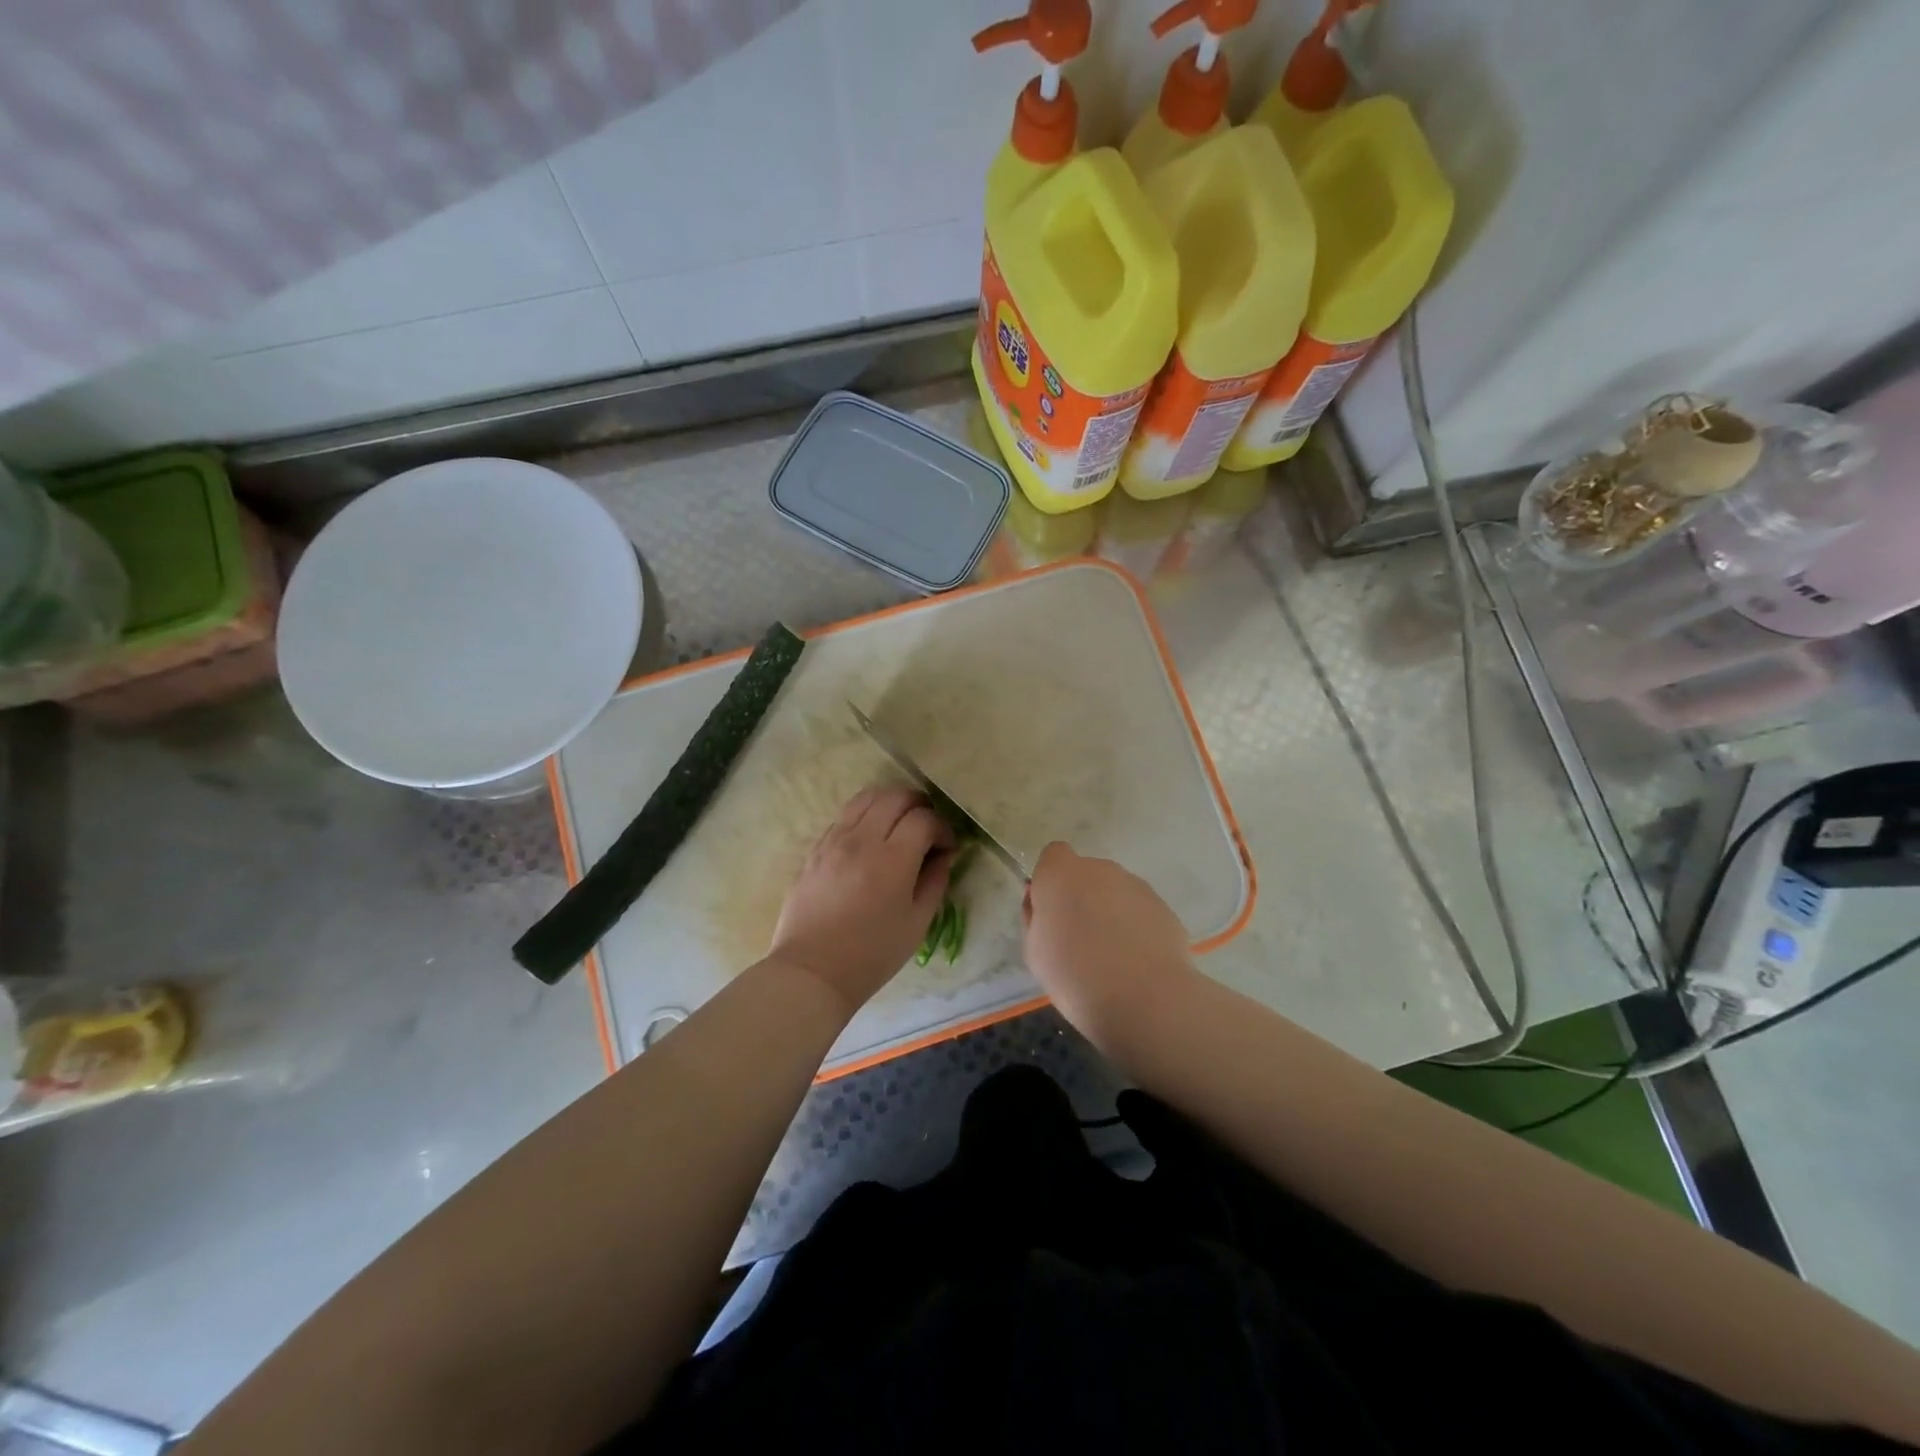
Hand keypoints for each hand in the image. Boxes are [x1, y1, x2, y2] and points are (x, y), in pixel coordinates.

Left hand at [769, 786, 955, 1012]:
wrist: (813, 971)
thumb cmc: (872, 954)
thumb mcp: (917, 923)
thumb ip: (935, 881)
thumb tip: (944, 854)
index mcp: (892, 860)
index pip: (924, 818)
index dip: (942, 827)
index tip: (946, 846)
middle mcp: (862, 839)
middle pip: (896, 796)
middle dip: (919, 805)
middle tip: (927, 828)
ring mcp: (834, 840)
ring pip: (866, 797)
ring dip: (890, 802)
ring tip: (899, 824)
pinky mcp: (815, 848)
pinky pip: (845, 816)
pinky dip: (865, 816)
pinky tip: (870, 840)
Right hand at [1023, 842, 1194, 1045]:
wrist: (1142, 998)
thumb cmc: (1074, 975)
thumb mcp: (1034, 950)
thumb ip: (1035, 916)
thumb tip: (1042, 902)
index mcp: (1061, 874)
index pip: (1054, 855)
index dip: (1052, 880)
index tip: (1052, 911)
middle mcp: (1100, 869)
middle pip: (1086, 874)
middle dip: (1083, 897)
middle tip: (1080, 939)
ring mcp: (1136, 886)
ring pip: (1115, 892)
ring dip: (1110, 912)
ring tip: (1112, 957)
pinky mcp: (1163, 907)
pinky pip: (1140, 911)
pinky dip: (1136, 928)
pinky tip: (1136, 963)